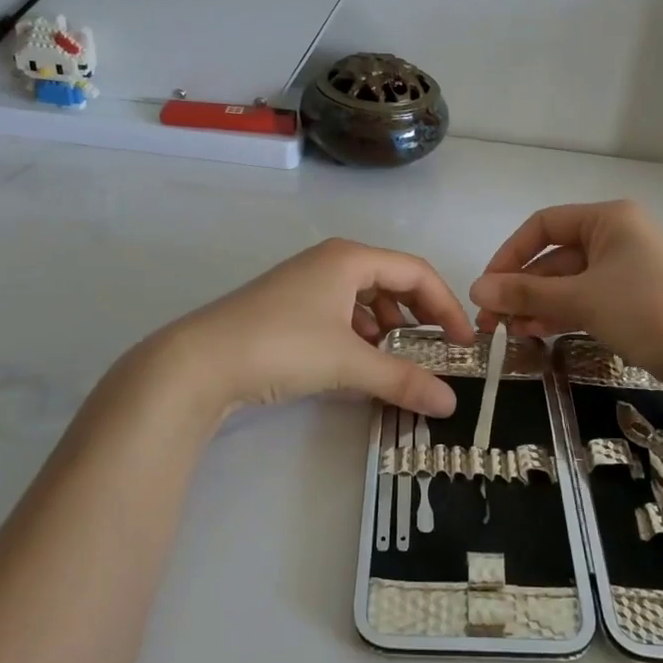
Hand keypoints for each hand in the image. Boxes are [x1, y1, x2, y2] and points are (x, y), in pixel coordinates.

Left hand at [133, 238, 474, 418]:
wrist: (197, 363)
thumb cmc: (281, 346)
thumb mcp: (348, 362)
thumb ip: (402, 379)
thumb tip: (450, 403)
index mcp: (350, 258)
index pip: (416, 273)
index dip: (446, 306)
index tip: (464, 344)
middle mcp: (330, 262)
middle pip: (392, 282)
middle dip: (419, 316)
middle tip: (436, 351)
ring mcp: (306, 283)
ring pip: (365, 299)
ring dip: (388, 328)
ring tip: (397, 360)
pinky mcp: (288, 308)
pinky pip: (341, 313)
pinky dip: (360, 335)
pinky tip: (359, 362)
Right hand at [470, 201, 662, 384]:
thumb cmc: (647, 311)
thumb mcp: (581, 300)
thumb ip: (526, 293)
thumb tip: (476, 289)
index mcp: (609, 219)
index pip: (544, 225)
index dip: (510, 254)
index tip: (487, 287)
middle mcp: (619, 235)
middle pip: (555, 256)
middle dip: (522, 287)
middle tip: (492, 321)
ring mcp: (629, 268)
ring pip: (571, 281)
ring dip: (538, 304)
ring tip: (510, 332)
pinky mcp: (636, 298)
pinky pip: (589, 298)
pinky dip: (563, 313)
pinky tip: (538, 333)